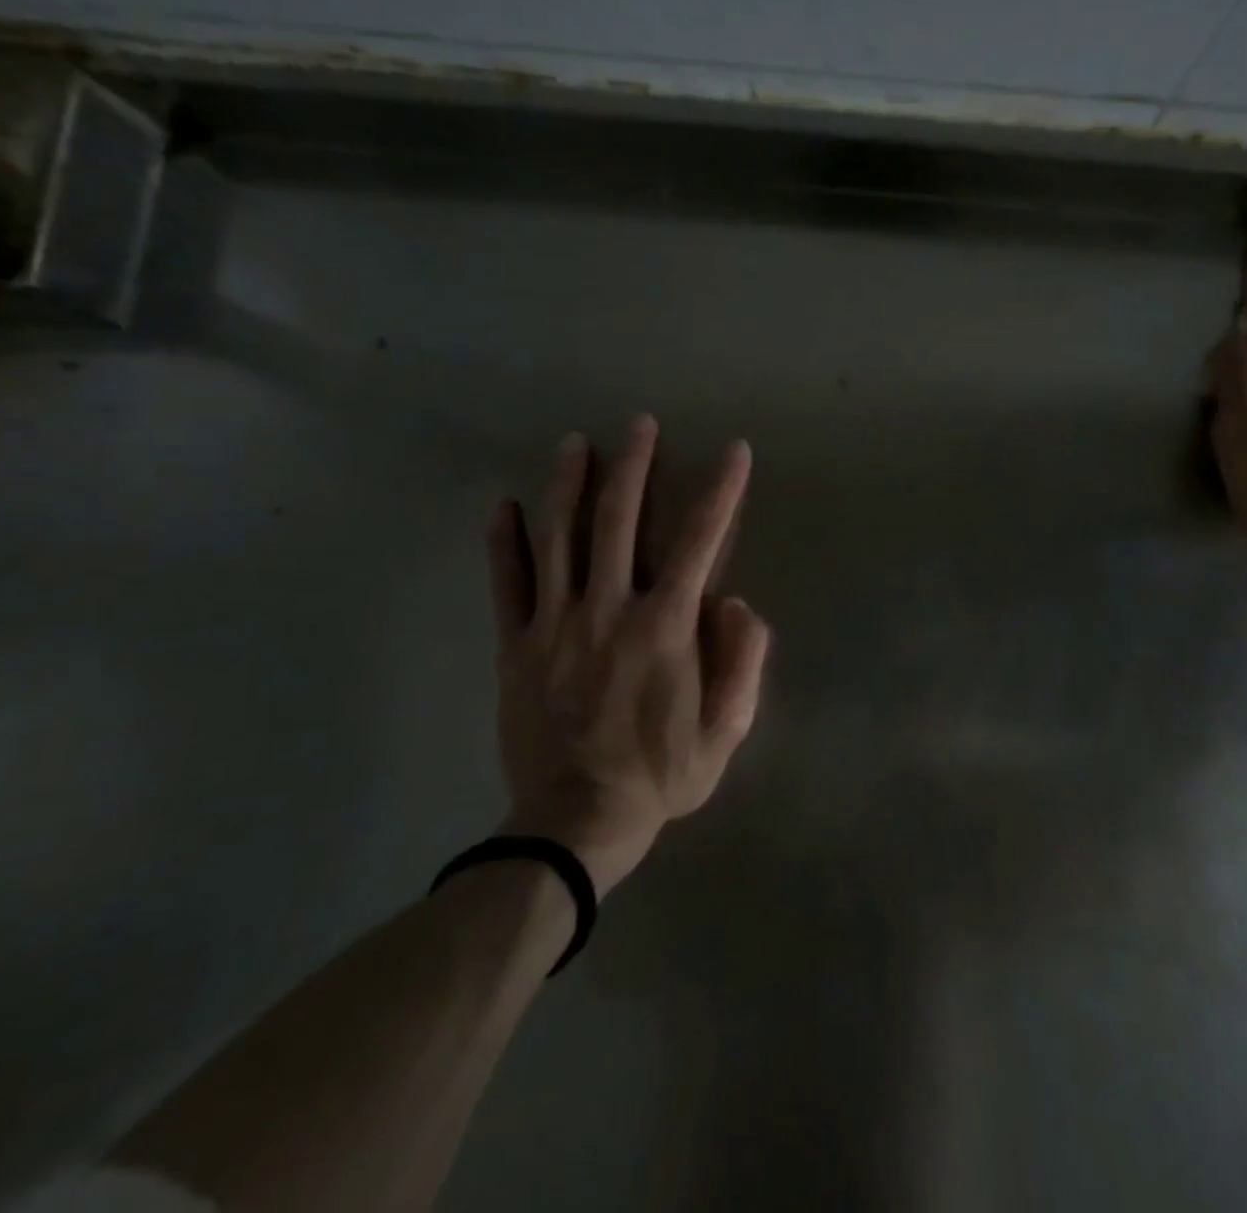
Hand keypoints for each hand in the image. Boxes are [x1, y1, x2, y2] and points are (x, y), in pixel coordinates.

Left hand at [485, 417, 770, 896]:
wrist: (574, 823)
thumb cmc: (661, 775)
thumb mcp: (727, 729)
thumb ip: (742, 659)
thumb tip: (733, 599)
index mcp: (665, 626)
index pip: (699, 540)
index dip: (721, 490)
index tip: (734, 452)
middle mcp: (609, 609)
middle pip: (619, 520)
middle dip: (634, 466)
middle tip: (640, 424)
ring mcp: (555, 624)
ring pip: (560, 538)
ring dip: (568, 484)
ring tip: (575, 442)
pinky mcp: (516, 645)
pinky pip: (508, 583)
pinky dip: (505, 541)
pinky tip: (505, 504)